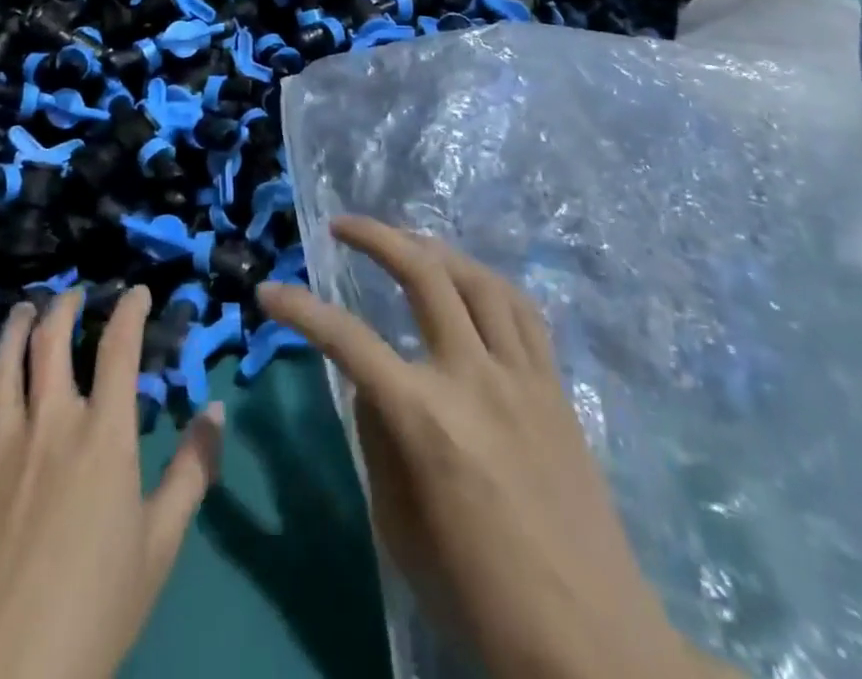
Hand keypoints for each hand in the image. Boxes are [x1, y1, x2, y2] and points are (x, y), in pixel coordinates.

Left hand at [0, 288, 225, 678]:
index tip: (138, 292)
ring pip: (4, 360)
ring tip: (24, 309)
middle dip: (66, 308)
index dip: (131, 310)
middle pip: (54, 341)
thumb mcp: (160, 545)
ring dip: (16, 326)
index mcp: (104, 435)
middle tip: (73, 296)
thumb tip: (216, 409)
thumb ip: (192, 470)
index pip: (120, 348)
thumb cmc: (94, 612)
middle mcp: (51, 421)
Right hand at [260, 217, 716, 678]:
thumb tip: (371, 384)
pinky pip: (522, 310)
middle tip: (342, 225)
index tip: (269, 291)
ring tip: (407, 241)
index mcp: (425, 419)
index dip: (301, 309)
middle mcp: (473, 376)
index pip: (348, 341)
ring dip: (434, 248)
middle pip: (423, 275)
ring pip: (477, 278)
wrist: (591, 643)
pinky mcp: (555, 385)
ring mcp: (522, 374)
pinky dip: (488, 283)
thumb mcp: (400, 530)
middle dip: (376, 237)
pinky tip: (471, 283)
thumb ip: (379, 441)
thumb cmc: (481, 600)